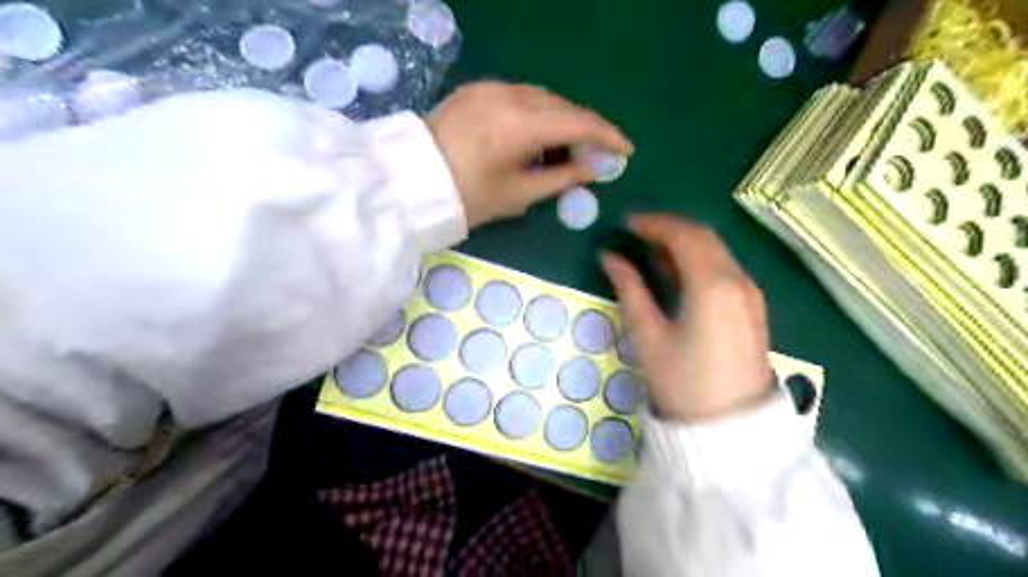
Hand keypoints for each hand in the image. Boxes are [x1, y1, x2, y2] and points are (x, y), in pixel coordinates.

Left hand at [426, 83, 635, 226]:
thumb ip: (562, 178)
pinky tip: (537, 135)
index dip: (607, 137)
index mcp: (522, 124)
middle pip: (563, 107)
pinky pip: (520, 96)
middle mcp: (510, 95)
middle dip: (585, 129)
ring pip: (543, 98)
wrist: (411, 182)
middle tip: (597, 154)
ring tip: (568, 148)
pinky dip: (538, 114)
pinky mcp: (476, 89)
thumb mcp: (520, 195)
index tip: (626, 151)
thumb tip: (594, 168)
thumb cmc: (468, 197)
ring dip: (561, 120)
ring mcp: (491, 88)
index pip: (579, 123)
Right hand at [604, 214, 769, 420]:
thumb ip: (629, 290)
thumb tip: (609, 258)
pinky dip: (699, 261)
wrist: (730, 428)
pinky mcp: (752, 308)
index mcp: (712, 284)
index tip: (625, 224)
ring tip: (650, 251)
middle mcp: (737, 280)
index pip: (682, 235)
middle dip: (668, 228)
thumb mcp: (648, 336)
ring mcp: (750, 293)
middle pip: (703, 237)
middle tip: (636, 233)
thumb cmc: (682, 383)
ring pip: (716, 251)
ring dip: (684, 243)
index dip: (652, 224)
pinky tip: (678, 274)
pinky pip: (724, 269)